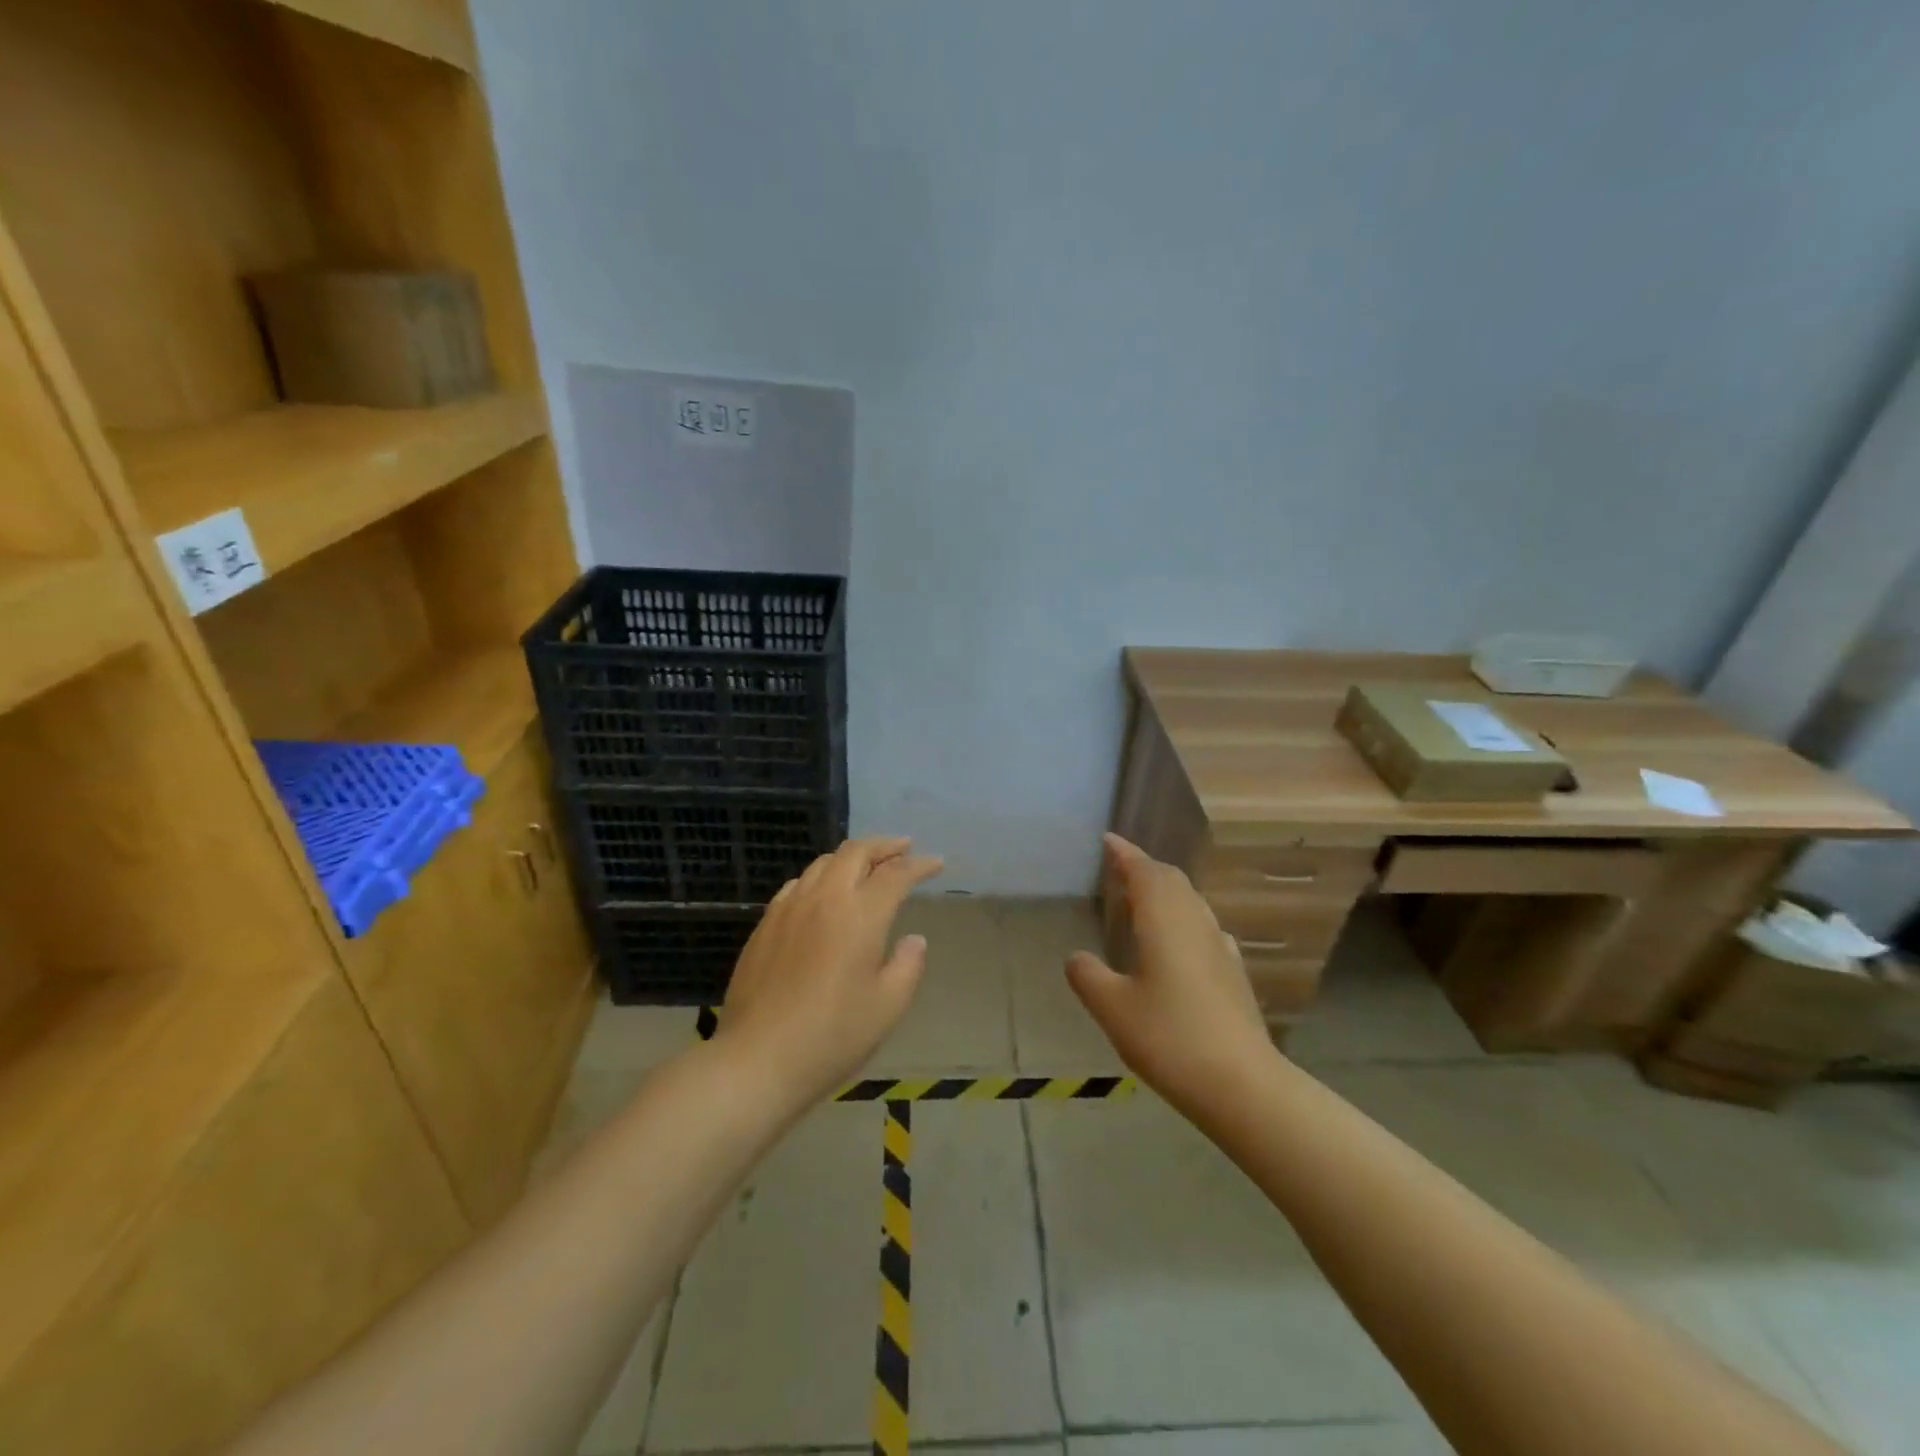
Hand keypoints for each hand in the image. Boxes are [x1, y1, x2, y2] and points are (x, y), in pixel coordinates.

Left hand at [718, 836, 943, 1107]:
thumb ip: (908, 966)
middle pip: (856, 852)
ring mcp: (790, 907)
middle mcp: (825, 898)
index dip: (920, 865)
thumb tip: (913, 939)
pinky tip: (823, 893)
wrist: (758, 1059)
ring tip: (867, 866)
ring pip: (824, 862)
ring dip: (852, 857)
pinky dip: (821, 876)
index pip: (896, 874)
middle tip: (904, 848)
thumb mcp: (888, 1007)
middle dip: (885, 846)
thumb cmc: (832, 1036)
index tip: (936, 863)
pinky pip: (798, 883)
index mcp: (860, 915)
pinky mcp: (766, 924)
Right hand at [1067, 834, 1274, 1108]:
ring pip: (1191, 902)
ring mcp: (1220, 946)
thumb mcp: (1113, 1008)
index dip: (1125, 853)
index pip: (1144, 871)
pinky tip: (1178, 942)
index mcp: (1165, 920)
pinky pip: (1203, 926)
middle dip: (1145, 868)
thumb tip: (1077, 958)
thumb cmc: (1170, 1038)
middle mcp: (1196, 922)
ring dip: (1165, 892)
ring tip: (1141, 901)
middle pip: (1172, 880)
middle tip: (1119, 868)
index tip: (1107, 840)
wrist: (1242, 1084)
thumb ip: (1088, 976)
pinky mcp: (1233, 972)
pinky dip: (1182, 918)